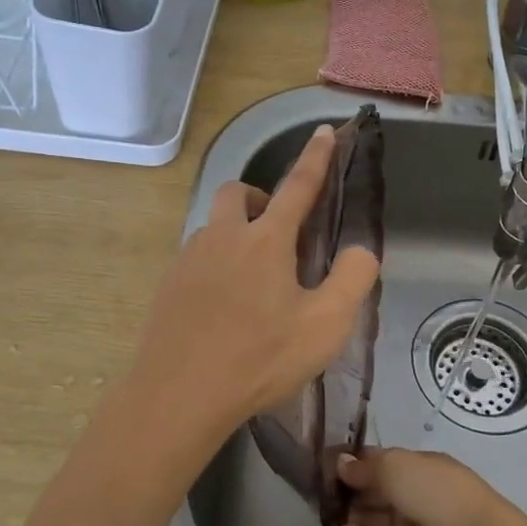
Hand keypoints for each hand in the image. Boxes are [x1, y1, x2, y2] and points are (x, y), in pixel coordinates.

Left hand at [122, 124, 379, 461]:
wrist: (179, 394)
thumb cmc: (259, 359)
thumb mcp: (325, 326)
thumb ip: (352, 280)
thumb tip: (359, 251)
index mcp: (266, 240)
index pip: (297, 186)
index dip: (316, 158)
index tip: (325, 131)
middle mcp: (223, 237)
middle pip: (238, 193)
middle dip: (260, 200)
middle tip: (278, 236)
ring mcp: (188, 259)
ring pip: (214, 226)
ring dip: (236, 235)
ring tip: (253, 282)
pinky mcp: (167, 285)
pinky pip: (195, 257)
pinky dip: (215, 265)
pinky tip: (223, 307)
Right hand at [337, 448, 516, 525]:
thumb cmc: (435, 490)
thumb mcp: (396, 466)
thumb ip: (365, 467)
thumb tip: (340, 463)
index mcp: (415, 467)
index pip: (378, 462)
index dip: (353, 463)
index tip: (325, 465)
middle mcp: (411, 494)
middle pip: (372, 492)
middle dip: (347, 491)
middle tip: (319, 493)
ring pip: (372, 519)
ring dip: (351, 516)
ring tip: (328, 515)